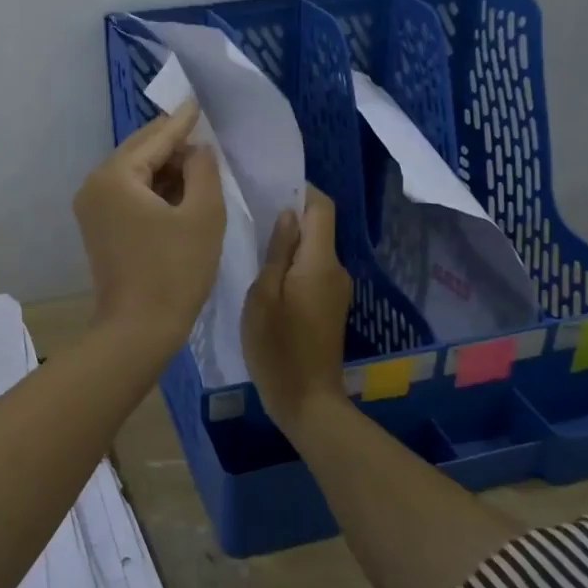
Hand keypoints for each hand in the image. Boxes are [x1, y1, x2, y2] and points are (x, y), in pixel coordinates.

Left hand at [73, 103, 224, 353]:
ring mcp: (91, 208)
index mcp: (116, 176)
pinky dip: (152, 189)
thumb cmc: (175, 271)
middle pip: (139, 151)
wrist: (138, 329)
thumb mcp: (203, 215)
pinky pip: (128, 194)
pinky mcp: (98, 228)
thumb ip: (204, 170)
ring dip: (165, 168)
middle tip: (204, 133)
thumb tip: (197, 149)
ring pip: (134, 173)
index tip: (198, 101)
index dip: (183, 122)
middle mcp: (95, 184)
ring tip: (198, 162)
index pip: (156, 138)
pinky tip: (178, 190)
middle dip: (173, 144)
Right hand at [242, 186, 352, 431]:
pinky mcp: (330, 305)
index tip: (269, 187)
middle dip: (290, 215)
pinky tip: (267, 275)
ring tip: (253, 243)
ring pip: (314, 249)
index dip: (301, 190)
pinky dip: (294, 263)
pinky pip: (313, 270)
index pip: (322, 207)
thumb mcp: (263, 296)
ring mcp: (336, 289)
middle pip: (319, 227)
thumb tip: (288, 215)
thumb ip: (277, 252)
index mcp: (320, 262)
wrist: (306, 400)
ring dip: (290, 241)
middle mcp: (336, 269)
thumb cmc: (277, 348)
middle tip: (250, 214)